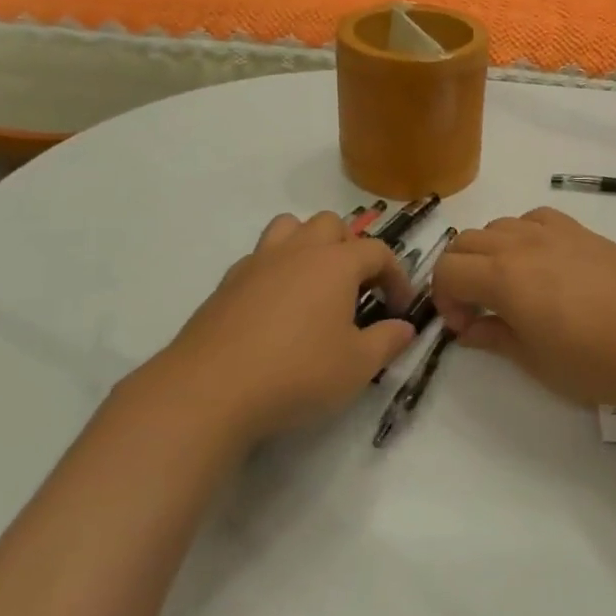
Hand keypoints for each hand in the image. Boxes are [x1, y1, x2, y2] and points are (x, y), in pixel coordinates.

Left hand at [142, 212, 414, 444]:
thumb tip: (405, 327)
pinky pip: (259, 258)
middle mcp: (297, 251)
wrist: (209, 390)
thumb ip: (387, 342)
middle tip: (356, 288)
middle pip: (330, 225)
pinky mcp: (226, 284)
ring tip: (315, 283)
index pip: (377, 252)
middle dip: (350, 248)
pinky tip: (276, 308)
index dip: (396, 275)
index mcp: (335, 264)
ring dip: (308, 244)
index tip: (399, 307)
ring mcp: (257, 263)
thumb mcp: (357, 366)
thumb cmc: (297, 373)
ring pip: (289, 228)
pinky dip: (276, 269)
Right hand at [430, 207, 615, 406]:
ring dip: (487, 253)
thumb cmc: (595, 360)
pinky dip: (521, 235)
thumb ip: (494, 337)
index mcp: (503, 277)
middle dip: (459, 274)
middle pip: (465, 243)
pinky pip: (534, 218)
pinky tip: (539, 262)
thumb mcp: (535, 361)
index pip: (447, 270)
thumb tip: (469, 329)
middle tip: (477, 311)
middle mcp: (521, 244)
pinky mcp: (581, 230)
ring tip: (509, 287)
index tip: (465, 328)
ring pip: (498, 226)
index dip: (444, 300)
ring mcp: (554, 232)